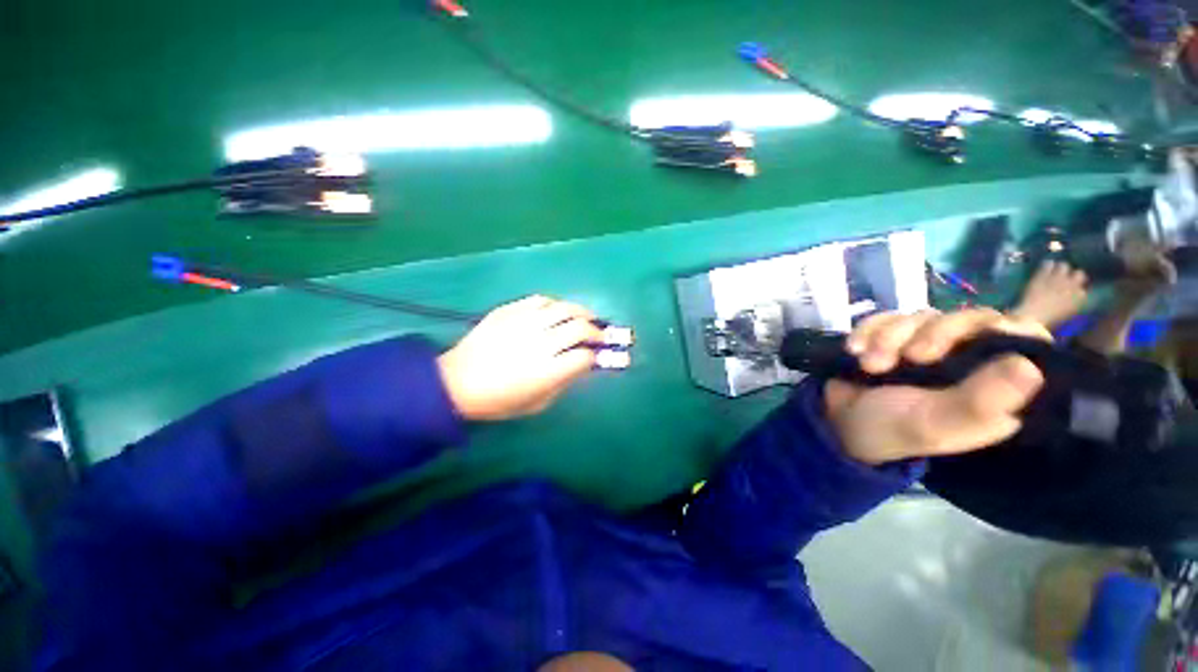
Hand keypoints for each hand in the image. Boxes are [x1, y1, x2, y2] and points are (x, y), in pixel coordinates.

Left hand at [437, 296, 602, 420]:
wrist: (456, 383)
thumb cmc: (499, 400)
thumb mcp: (537, 403)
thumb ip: (564, 382)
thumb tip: (583, 364)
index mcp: (547, 371)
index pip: (584, 356)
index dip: (596, 356)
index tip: (598, 356)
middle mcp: (540, 343)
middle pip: (580, 328)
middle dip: (597, 332)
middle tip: (600, 335)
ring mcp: (524, 323)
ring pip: (564, 308)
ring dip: (582, 312)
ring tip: (587, 317)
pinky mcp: (509, 311)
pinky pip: (540, 300)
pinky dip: (555, 304)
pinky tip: (558, 311)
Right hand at [824, 309, 1050, 464]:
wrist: (834, 421)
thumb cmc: (889, 430)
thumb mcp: (933, 423)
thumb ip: (978, 401)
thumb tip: (1030, 367)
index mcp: (992, 387)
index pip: (1024, 341)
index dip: (1009, 329)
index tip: (982, 334)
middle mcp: (967, 361)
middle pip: (970, 320)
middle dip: (934, 334)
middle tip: (910, 357)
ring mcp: (927, 345)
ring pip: (923, 316)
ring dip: (889, 337)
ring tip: (869, 366)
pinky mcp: (893, 336)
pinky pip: (887, 316)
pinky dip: (868, 331)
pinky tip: (854, 350)